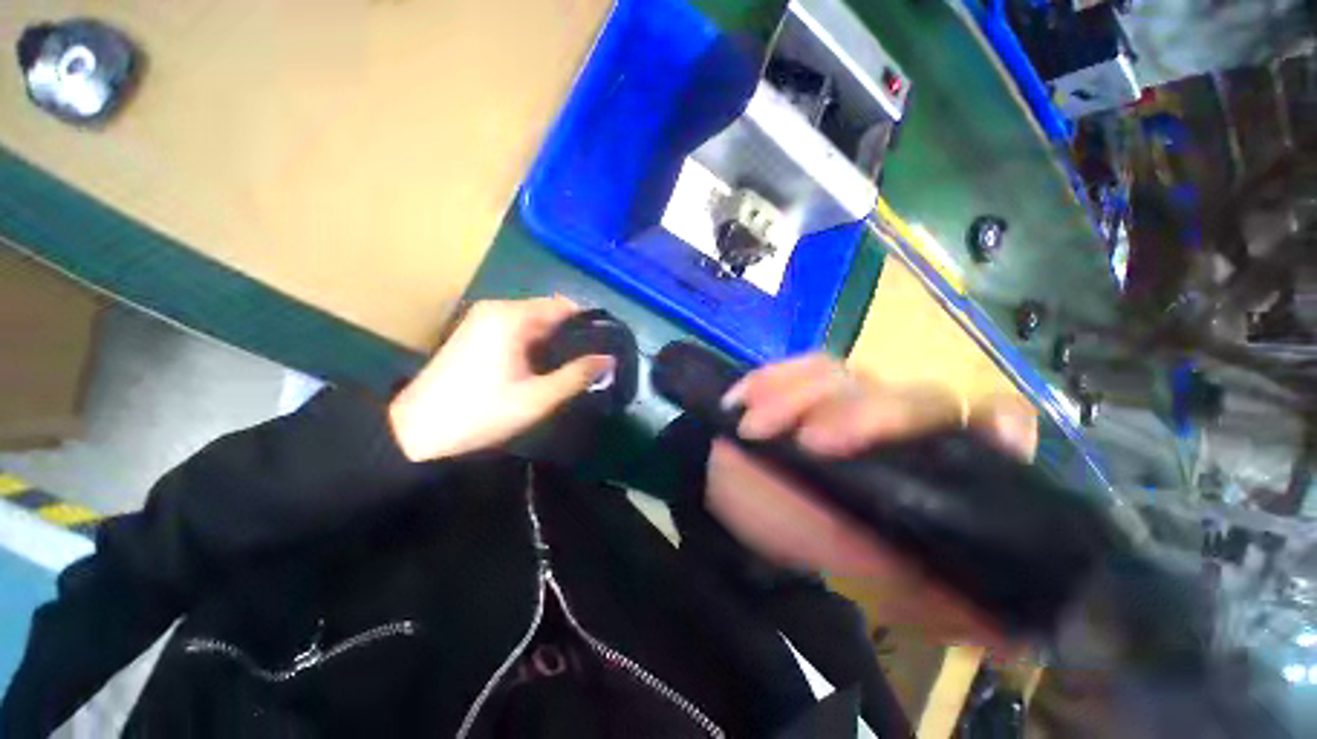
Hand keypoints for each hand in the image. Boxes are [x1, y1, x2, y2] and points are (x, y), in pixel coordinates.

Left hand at [389, 297, 613, 461]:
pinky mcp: (476, 333)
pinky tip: (543, 367)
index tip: (606, 345)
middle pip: (549, 312)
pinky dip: (536, 343)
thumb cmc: (481, 412)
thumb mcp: (537, 398)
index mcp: (512, 317)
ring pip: (534, 322)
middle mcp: (497, 309)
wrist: (416, 431)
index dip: (589, 323)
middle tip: (592, 362)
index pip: (564, 306)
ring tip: (573, 367)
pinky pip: (518, 330)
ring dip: (555, 341)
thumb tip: (609, 360)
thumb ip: (577, 375)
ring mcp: (483, 320)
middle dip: (572, 334)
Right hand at [704, 354, 1037, 651]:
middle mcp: (896, 421)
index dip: (999, 424)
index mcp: (925, 462)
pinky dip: (768, 380)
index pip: (989, 426)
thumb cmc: (794, 527)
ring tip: (752, 429)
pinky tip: (743, 399)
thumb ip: (912, 584)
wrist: (734, 491)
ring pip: (842, 375)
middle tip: (808, 444)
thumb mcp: (852, 561)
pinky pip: (795, 366)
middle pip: (911, 397)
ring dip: (792, 400)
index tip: (988, 435)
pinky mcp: (805, 381)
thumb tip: (1002, 636)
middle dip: (859, 416)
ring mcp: (848, 393)